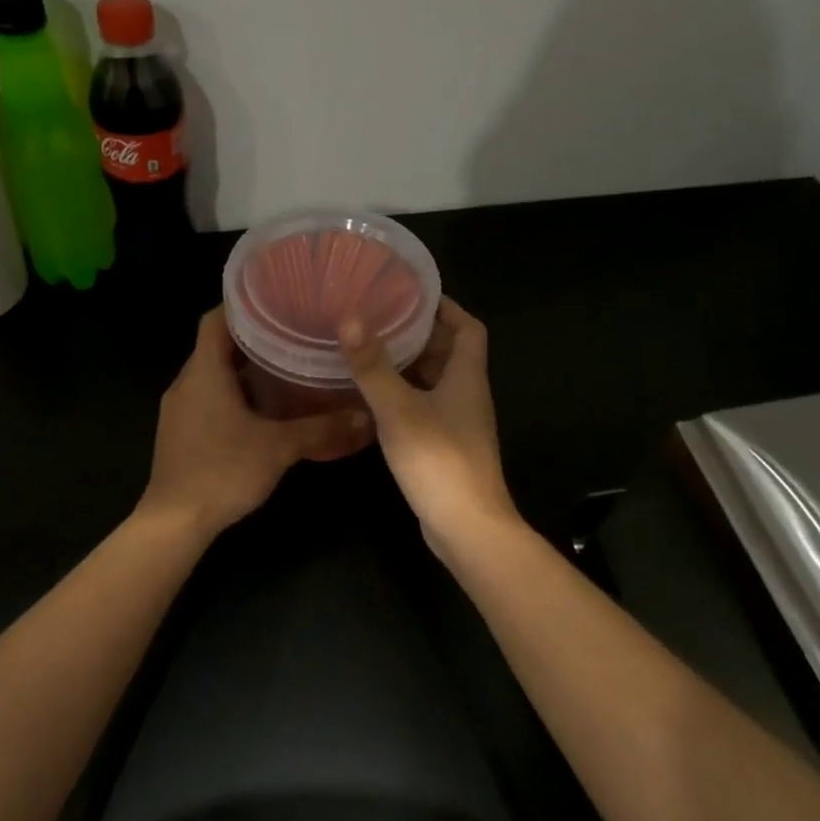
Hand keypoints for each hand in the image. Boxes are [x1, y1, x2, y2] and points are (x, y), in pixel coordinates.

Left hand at [140, 307, 371, 538]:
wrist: (174, 522)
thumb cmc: (222, 472)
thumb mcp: (278, 448)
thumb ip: (321, 430)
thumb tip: (366, 418)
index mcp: (204, 373)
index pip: (214, 320)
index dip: (242, 305)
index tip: (276, 299)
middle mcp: (187, 383)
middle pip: (217, 346)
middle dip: (253, 338)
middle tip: (294, 333)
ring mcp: (180, 409)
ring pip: (214, 374)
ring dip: (245, 370)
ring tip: (287, 366)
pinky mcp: (181, 431)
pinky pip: (209, 398)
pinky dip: (235, 394)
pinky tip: (265, 409)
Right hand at [339, 298, 520, 560]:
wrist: (466, 527)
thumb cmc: (438, 460)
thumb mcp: (399, 409)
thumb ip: (374, 366)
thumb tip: (350, 318)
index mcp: (467, 376)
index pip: (468, 328)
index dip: (445, 307)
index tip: (412, 294)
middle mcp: (468, 394)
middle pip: (449, 352)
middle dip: (418, 333)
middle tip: (378, 318)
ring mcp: (458, 422)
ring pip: (435, 381)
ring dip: (408, 365)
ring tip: (369, 350)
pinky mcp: (445, 445)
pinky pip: (425, 406)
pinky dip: (404, 395)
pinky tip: (373, 397)